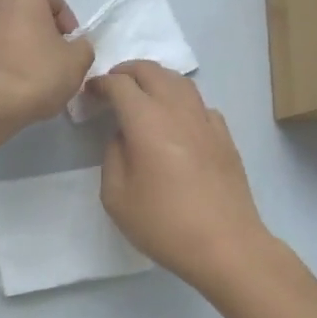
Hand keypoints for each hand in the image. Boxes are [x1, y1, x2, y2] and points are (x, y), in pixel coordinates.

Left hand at [0, 0, 94, 127]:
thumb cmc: (36, 73)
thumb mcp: (77, 62)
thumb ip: (81, 47)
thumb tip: (73, 47)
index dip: (61, 13)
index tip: (68, 40)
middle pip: (20, 7)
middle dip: (36, 26)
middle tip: (49, 54)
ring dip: (13, 42)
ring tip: (25, 71)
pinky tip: (2, 83)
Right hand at [90, 61, 272, 292]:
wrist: (226, 245)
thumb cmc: (164, 224)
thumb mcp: (117, 197)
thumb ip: (113, 156)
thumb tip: (123, 137)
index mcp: (146, 121)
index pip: (120, 84)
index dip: (101, 83)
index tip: (90, 92)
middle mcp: (177, 110)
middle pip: (152, 71)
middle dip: (128, 71)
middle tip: (113, 85)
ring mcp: (206, 121)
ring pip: (180, 82)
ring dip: (157, 79)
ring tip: (144, 93)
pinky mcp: (225, 137)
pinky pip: (200, 104)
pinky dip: (182, 101)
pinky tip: (178, 120)